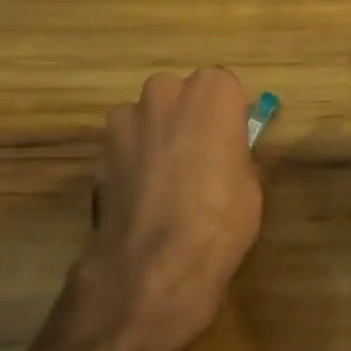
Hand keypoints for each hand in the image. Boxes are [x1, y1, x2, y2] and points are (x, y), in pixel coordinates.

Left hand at [79, 68, 262, 350]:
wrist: (154, 263)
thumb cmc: (220, 218)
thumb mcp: (250, 185)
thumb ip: (236, 153)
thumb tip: (231, 152)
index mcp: (212, 90)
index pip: (223, 87)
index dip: (225, 117)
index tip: (228, 144)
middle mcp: (167, 90)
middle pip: (180, 96)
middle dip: (186, 119)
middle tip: (197, 161)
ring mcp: (128, 116)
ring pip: (147, 118)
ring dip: (154, 137)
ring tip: (163, 184)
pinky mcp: (100, 147)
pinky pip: (122, 145)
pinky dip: (129, 161)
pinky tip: (139, 198)